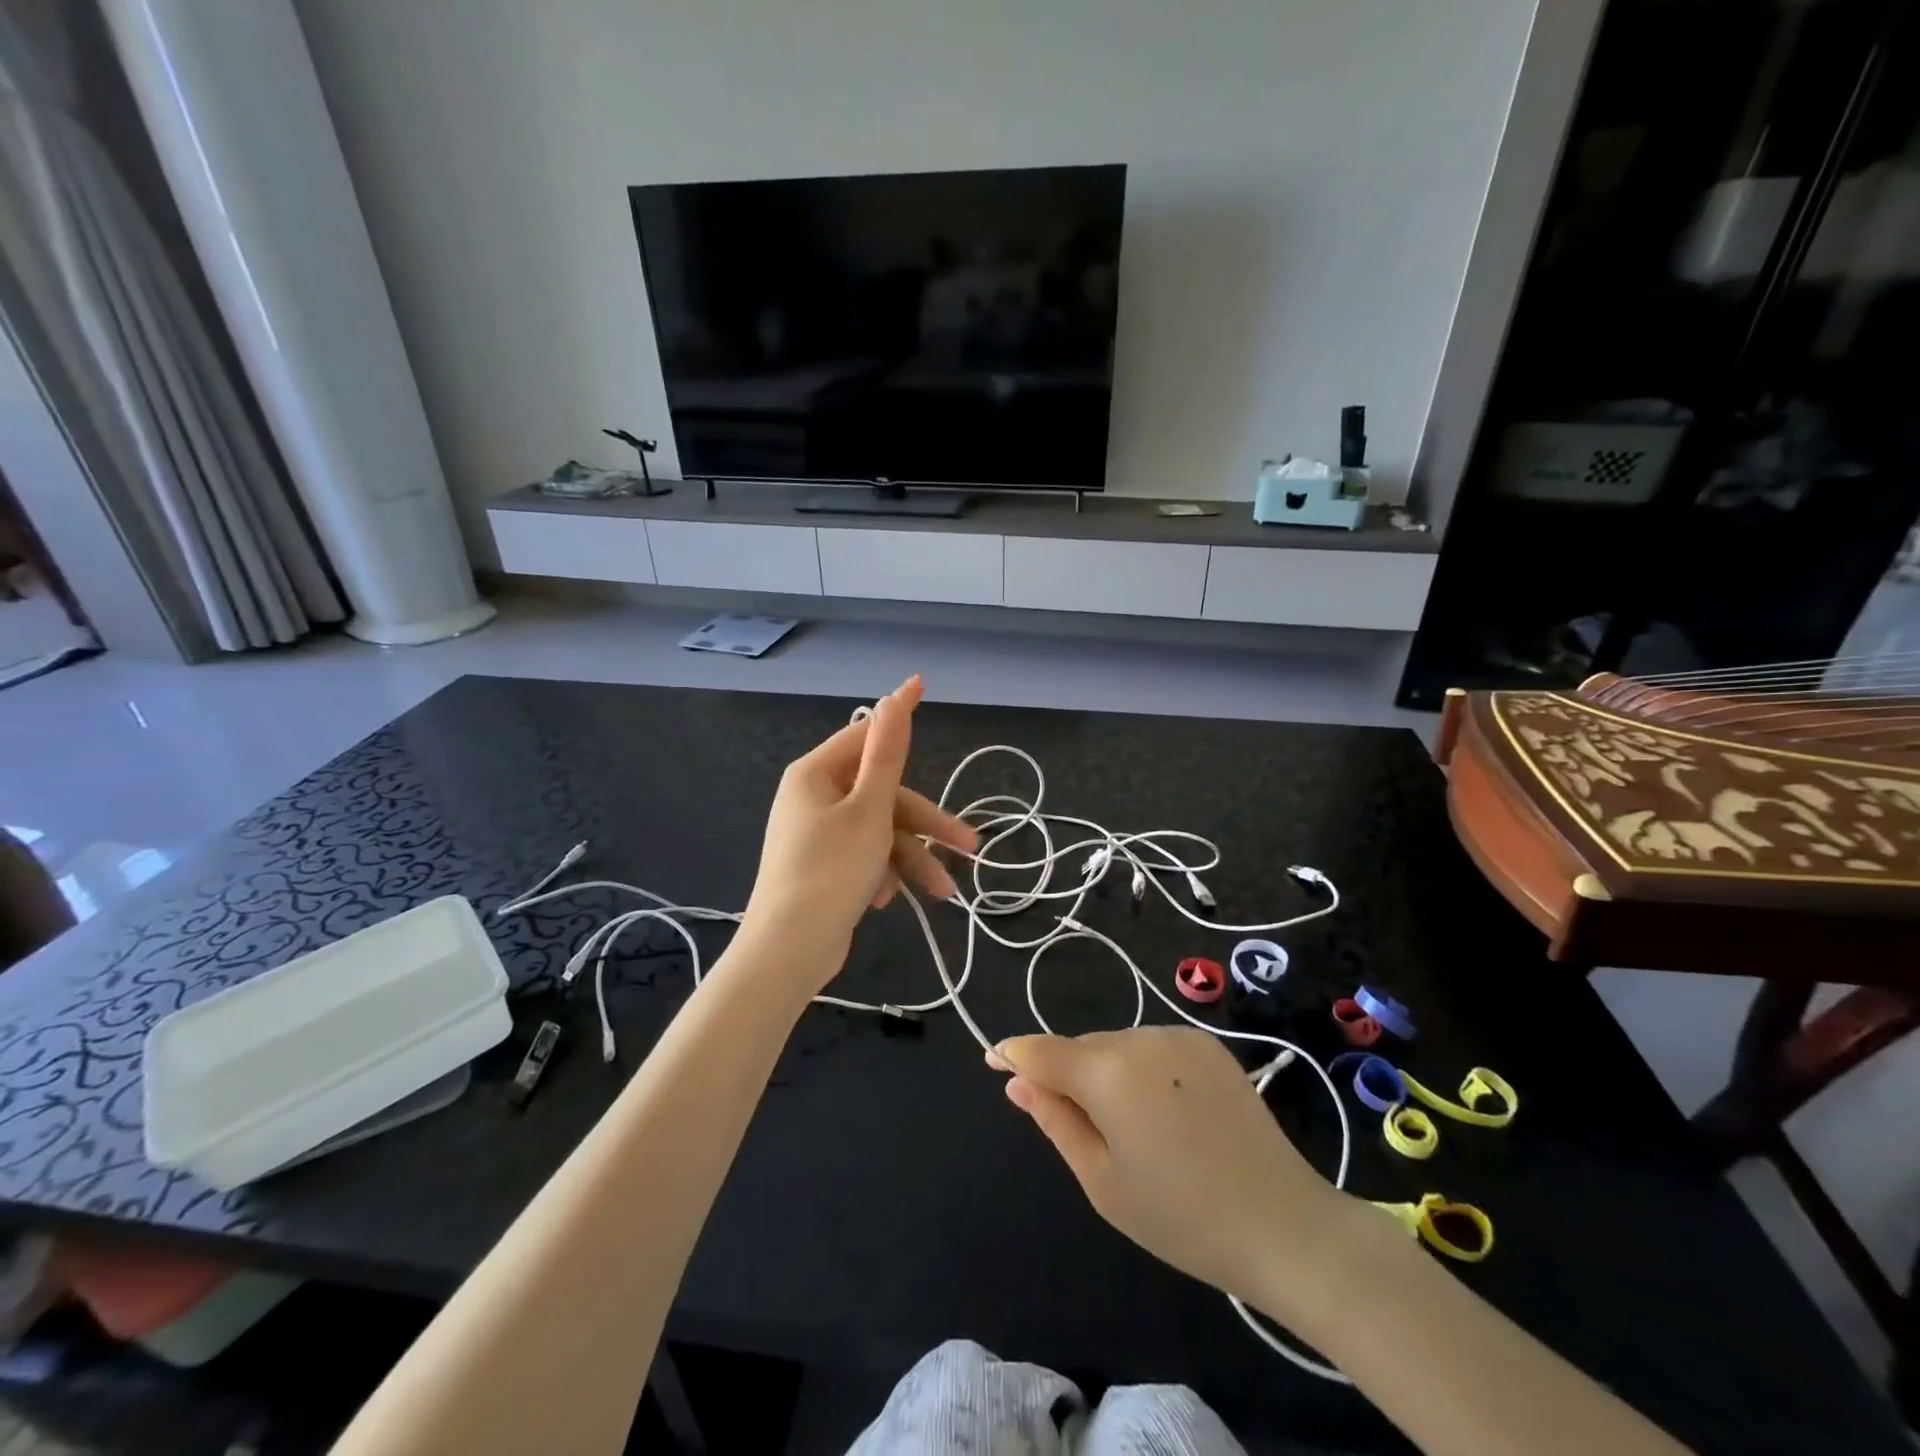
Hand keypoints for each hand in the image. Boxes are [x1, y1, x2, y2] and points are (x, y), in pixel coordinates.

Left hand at [742, 676, 975, 986]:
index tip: (925, 689)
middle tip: (969, 847)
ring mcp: (816, 834)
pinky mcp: (823, 866)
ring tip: (943, 893)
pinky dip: (883, 873)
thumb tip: (893, 696)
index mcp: (815, 774)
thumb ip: (887, 754)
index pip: (865, 734)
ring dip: (911, 858)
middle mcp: (813, 797)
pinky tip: (889, 900)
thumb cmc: (831, 872)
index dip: (899, 717)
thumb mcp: (869, 810)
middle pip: (882, 795)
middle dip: (925, 824)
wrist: (788, 952)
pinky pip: (864, 856)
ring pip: (879, 831)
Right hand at [990, 1027, 1355, 1313]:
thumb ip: (1053, 1120)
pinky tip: (1166, 1113)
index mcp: (1107, 1070)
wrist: (1285, 1224)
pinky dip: (1143, 1071)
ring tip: (1134, 1131)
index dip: (1013, 1054)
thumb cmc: (1181, 1216)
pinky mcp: (1208, 1043)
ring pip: (1116, 1046)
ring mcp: (1177, 1035)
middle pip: (1082, 1049)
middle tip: (1085, 1133)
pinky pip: (1153, 1048)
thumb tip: (1016, 1080)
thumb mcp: (1101, 1180)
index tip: (992, 1061)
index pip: (1041, 1050)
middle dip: (1069, 1077)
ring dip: (1107, 1074)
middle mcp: (1139, 1036)